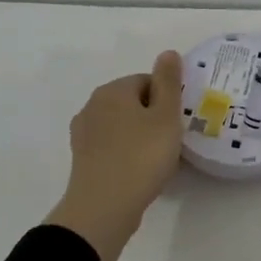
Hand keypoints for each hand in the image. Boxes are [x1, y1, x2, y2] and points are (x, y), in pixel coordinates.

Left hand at [46, 51, 183, 260]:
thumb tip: (168, 53)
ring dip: (140, 137)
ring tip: (157, 160)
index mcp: (112, 90)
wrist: (103, 208)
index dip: (167, 100)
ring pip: (122, 126)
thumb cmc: (141, 157)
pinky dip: (127, 154)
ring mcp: (84, 133)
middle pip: (133, 102)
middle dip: (153, 118)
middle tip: (171, 142)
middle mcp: (93, 105)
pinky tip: (139, 172)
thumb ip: (168, 82)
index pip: (147, 81)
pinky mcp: (82, 159)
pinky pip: (112, 147)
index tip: (177, 123)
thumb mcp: (165, 116)